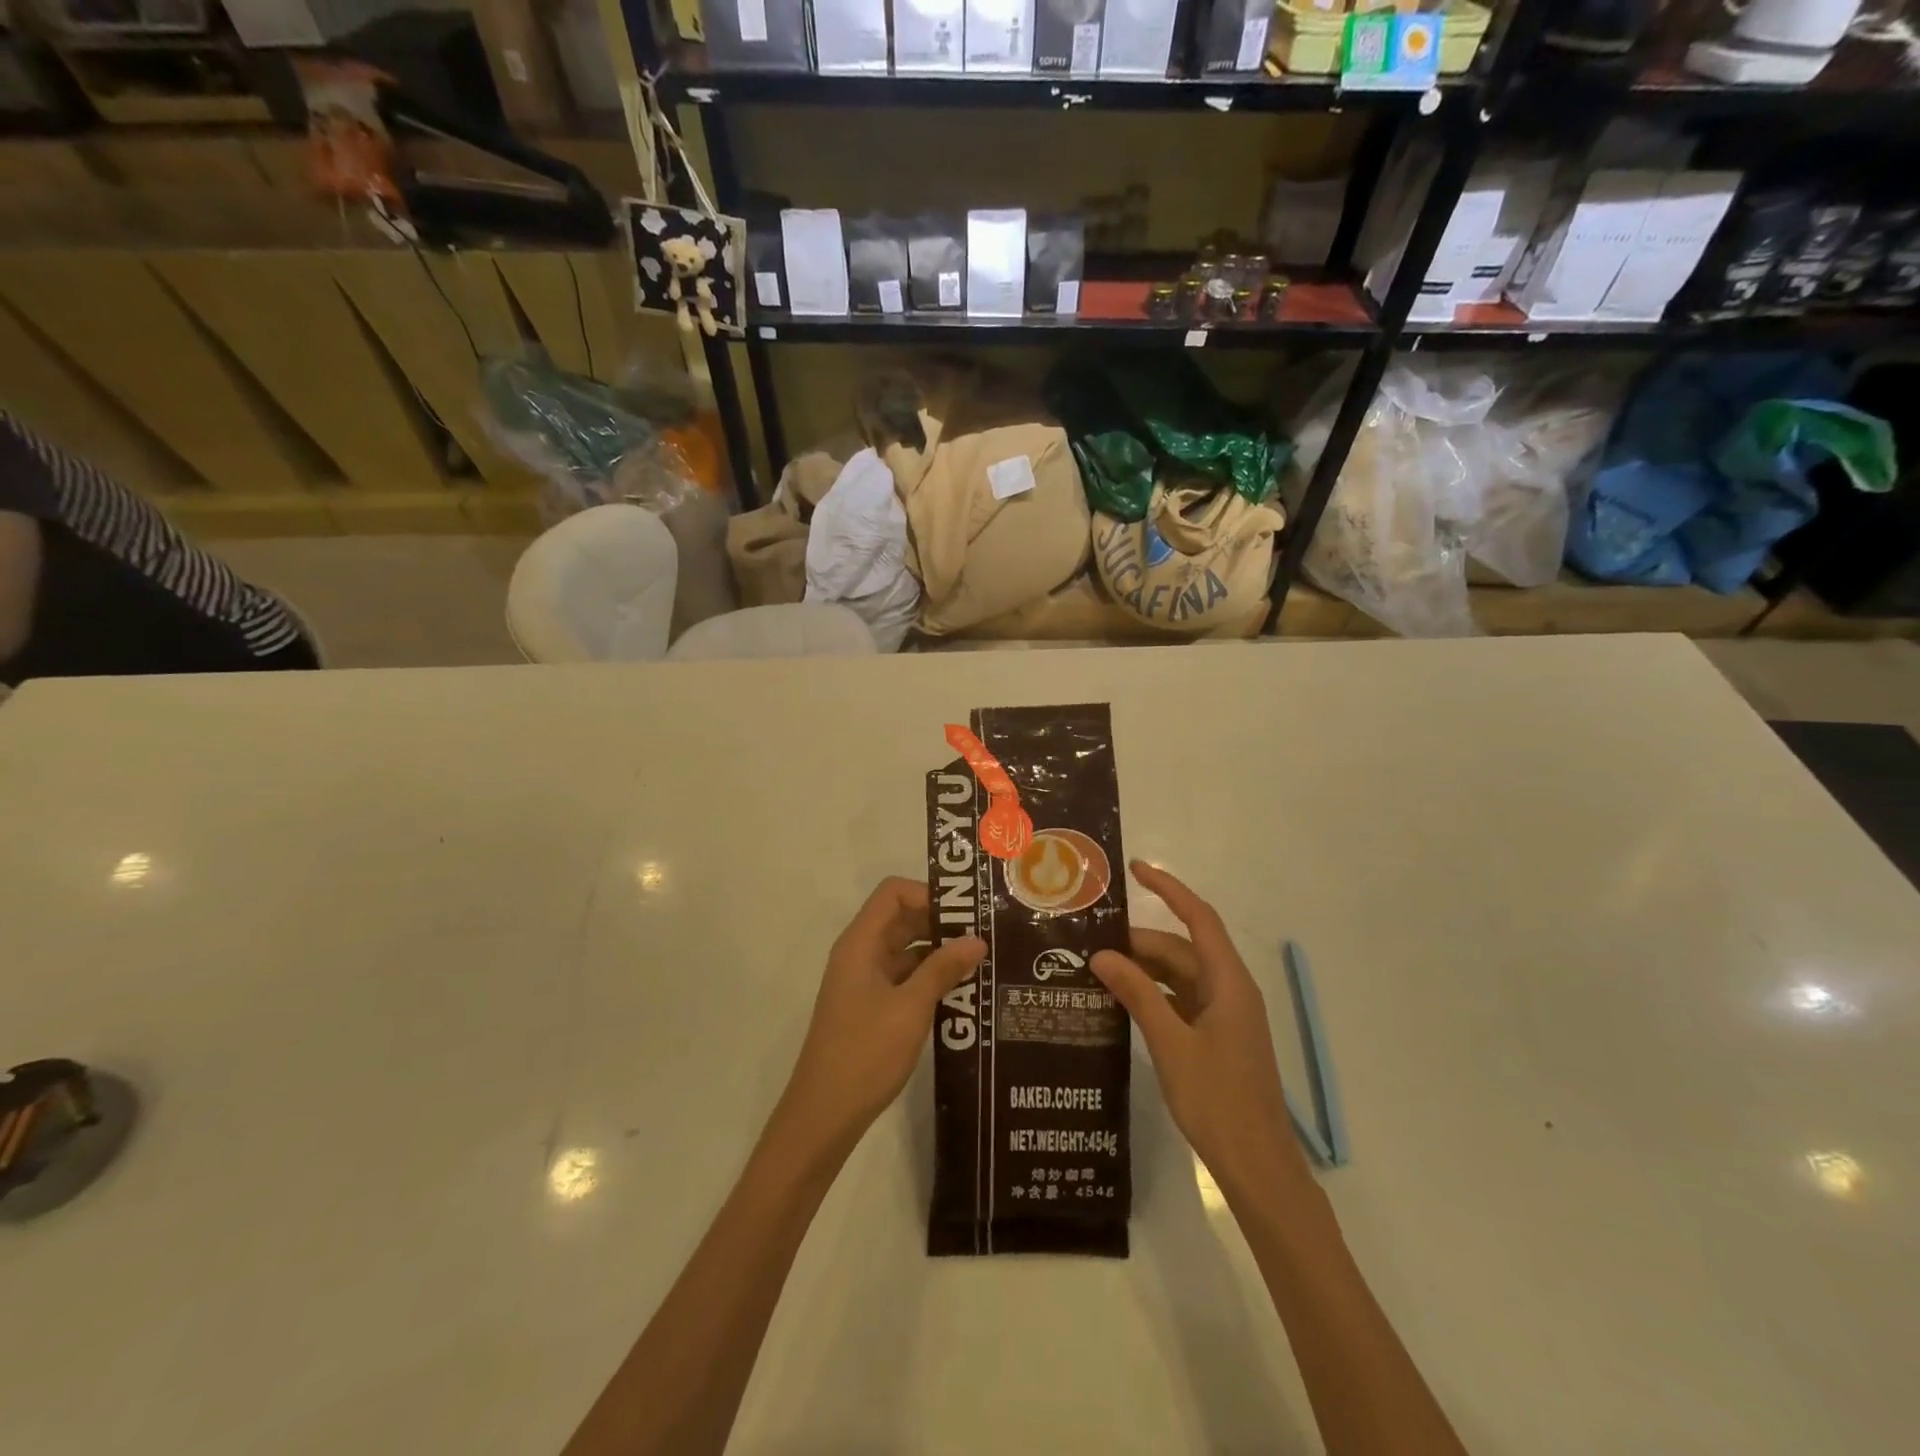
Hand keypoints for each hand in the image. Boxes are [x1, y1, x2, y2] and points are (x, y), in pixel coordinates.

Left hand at [781, 878, 984, 1151]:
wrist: (824, 1114)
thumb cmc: (865, 1053)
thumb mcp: (911, 1008)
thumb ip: (943, 969)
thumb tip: (977, 939)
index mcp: (860, 943)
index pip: (893, 893)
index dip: (928, 894)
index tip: (966, 913)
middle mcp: (860, 954)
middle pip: (901, 919)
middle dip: (941, 922)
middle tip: (985, 934)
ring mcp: (864, 981)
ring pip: (906, 950)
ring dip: (939, 952)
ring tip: (982, 961)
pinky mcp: (871, 1006)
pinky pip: (904, 977)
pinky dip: (930, 978)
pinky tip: (962, 992)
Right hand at [1091, 861, 1304, 1200]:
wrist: (1257, 1166)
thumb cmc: (1218, 1101)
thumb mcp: (1171, 1044)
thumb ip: (1138, 994)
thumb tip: (1102, 955)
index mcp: (1229, 982)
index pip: (1198, 919)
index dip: (1169, 889)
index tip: (1135, 869)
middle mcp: (1229, 990)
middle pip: (1182, 950)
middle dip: (1139, 944)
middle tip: (1090, 946)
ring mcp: (1224, 1015)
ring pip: (1179, 976)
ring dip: (1143, 971)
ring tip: (1097, 971)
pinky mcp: (1216, 1037)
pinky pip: (1180, 1001)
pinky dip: (1152, 995)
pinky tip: (1121, 1002)